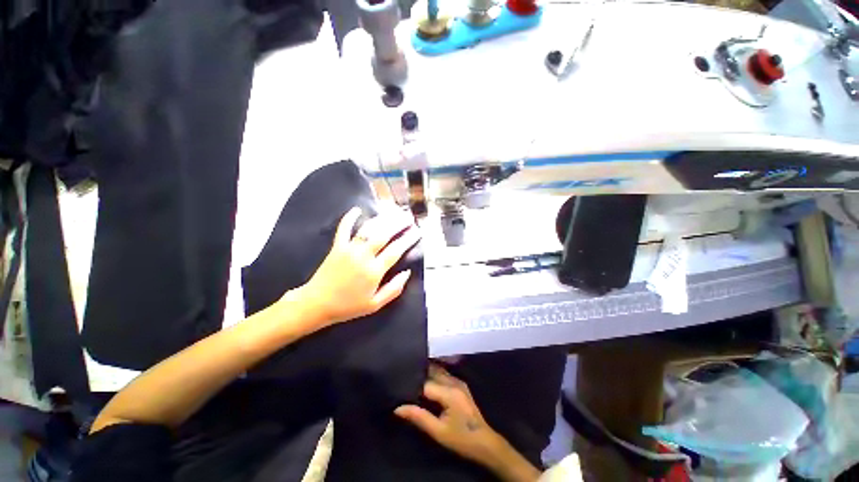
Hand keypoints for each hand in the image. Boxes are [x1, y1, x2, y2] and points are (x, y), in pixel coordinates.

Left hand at [298, 206, 419, 326]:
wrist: (317, 304)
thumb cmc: (348, 306)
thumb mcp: (375, 305)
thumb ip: (394, 289)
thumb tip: (407, 272)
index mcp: (374, 271)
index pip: (395, 251)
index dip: (408, 239)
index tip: (417, 231)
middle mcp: (363, 257)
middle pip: (383, 235)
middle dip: (398, 224)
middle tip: (408, 217)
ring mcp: (349, 249)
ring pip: (368, 229)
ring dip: (382, 219)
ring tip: (393, 212)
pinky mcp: (337, 247)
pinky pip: (343, 229)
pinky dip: (349, 218)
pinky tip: (357, 209)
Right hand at [395, 364, 505, 466]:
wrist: (484, 442)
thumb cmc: (461, 439)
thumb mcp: (438, 432)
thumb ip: (419, 417)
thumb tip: (398, 408)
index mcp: (449, 392)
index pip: (425, 383)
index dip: (412, 385)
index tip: (400, 387)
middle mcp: (454, 382)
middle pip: (432, 372)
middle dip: (419, 375)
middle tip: (404, 380)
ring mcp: (458, 381)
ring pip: (438, 371)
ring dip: (426, 374)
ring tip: (412, 379)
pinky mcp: (460, 384)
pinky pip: (444, 375)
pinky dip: (434, 376)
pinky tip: (426, 382)